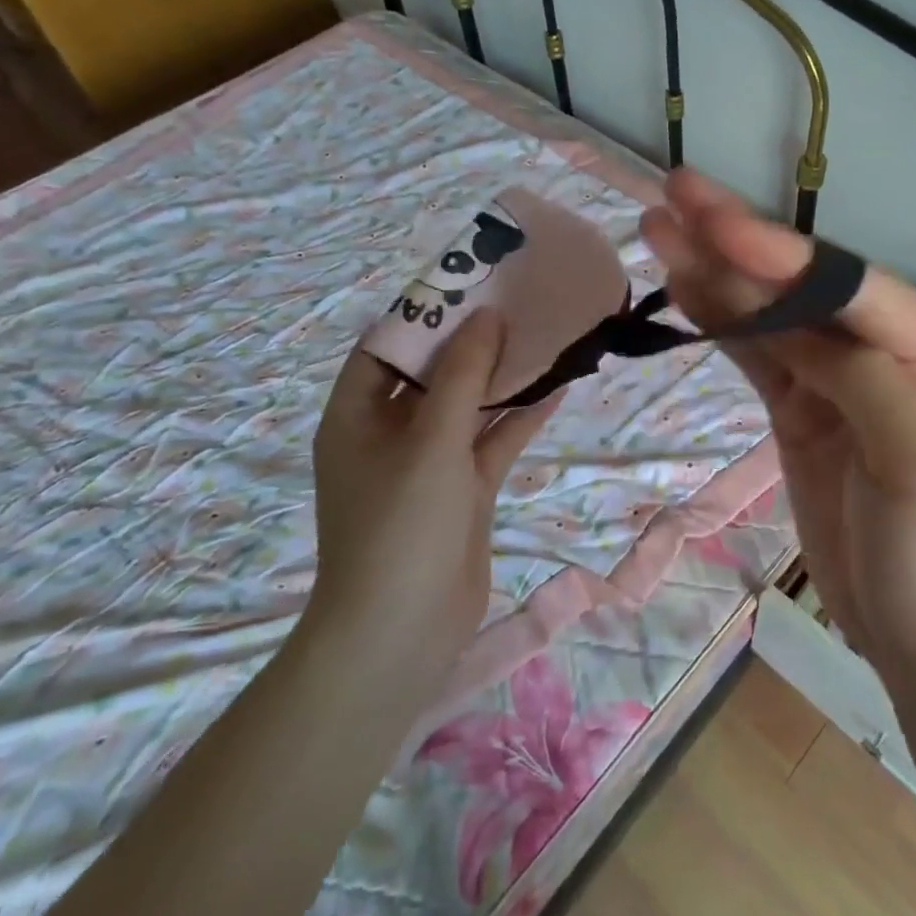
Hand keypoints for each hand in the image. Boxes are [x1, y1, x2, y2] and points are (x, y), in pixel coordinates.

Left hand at [309, 310, 561, 682]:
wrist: (401, 634)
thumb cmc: (400, 525)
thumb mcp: (430, 440)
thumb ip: (462, 375)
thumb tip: (487, 316)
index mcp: (357, 415)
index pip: (387, 346)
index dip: (425, 312)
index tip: (469, 282)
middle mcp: (390, 432)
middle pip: (433, 372)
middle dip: (473, 339)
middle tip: (516, 299)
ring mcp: (429, 463)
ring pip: (469, 405)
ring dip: (502, 376)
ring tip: (543, 333)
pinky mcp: (463, 489)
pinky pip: (493, 440)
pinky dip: (521, 416)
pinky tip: (559, 386)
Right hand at [641, 170, 915, 704]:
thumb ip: (862, 378)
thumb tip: (794, 321)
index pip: (851, 287)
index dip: (782, 254)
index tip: (715, 223)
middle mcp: (888, 348)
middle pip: (803, 285)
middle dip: (740, 242)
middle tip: (676, 194)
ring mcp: (836, 378)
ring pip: (770, 313)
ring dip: (717, 272)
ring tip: (660, 228)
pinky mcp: (800, 408)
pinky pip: (755, 354)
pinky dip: (719, 321)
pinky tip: (682, 285)